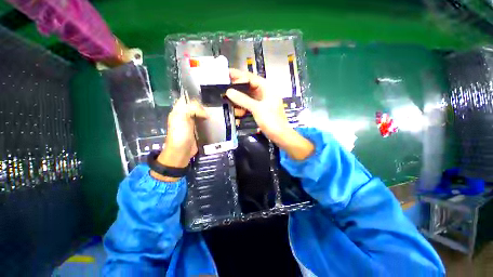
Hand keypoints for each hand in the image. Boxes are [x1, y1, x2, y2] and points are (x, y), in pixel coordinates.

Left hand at [151, 97, 206, 181]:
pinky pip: (203, 122)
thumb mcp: (182, 117)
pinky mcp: (197, 129)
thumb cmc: (180, 134)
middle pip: (195, 106)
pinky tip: (214, 121)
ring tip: (216, 112)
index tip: (205, 99)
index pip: (186, 99)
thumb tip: (205, 113)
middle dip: (203, 106)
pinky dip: (208, 121)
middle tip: (213, 107)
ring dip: (207, 113)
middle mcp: (184, 115)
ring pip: (200, 114)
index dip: (195, 98)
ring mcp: (191, 123)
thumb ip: (192, 109)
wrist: (181, 151)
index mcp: (178, 110)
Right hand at [226, 69, 313, 160]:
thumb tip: (229, 91)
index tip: (228, 75)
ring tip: (228, 98)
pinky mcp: (260, 109)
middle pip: (249, 86)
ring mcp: (263, 101)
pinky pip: (250, 104)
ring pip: (248, 96)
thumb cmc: (271, 120)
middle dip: (237, 86)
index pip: (251, 78)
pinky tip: (237, 109)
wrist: (280, 135)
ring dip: (239, 97)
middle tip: (225, 85)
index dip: (239, 76)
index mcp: (267, 88)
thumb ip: (243, 99)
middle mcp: (265, 93)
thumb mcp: (257, 109)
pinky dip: (243, 106)